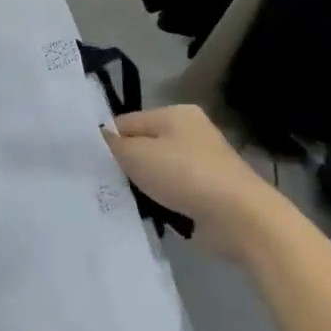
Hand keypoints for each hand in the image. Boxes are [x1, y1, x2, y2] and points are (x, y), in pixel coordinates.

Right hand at [105, 106, 287, 259]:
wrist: (240, 218)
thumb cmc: (185, 175)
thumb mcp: (136, 154)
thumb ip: (112, 145)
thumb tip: (98, 138)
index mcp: (175, 113)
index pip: (126, 122)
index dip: (107, 142)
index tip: (90, 164)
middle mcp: (190, 133)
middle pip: (142, 146)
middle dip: (124, 165)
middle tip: (103, 183)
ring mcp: (201, 163)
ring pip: (155, 172)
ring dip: (141, 186)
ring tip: (122, 201)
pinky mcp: (207, 192)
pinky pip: (171, 193)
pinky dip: (159, 202)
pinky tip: (146, 213)